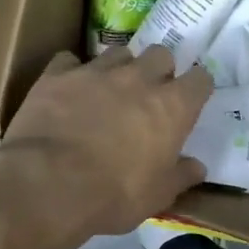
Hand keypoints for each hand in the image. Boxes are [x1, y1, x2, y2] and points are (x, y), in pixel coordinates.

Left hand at [0, 45, 212, 239]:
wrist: (48, 185)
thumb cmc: (115, 195)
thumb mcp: (158, 195)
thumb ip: (181, 176)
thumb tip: (197, 168)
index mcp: (173, 107)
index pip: (200, 79)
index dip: (197, 88)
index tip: (191, 102)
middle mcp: (139, 79)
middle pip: (161, 54)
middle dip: (159, 70)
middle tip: (150, 95)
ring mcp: (96, 72)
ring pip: (118, 53)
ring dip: (120, 68)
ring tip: (110, 90)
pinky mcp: (56, 76)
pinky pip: (69, 61)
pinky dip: (72, 72)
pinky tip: (68, 90)